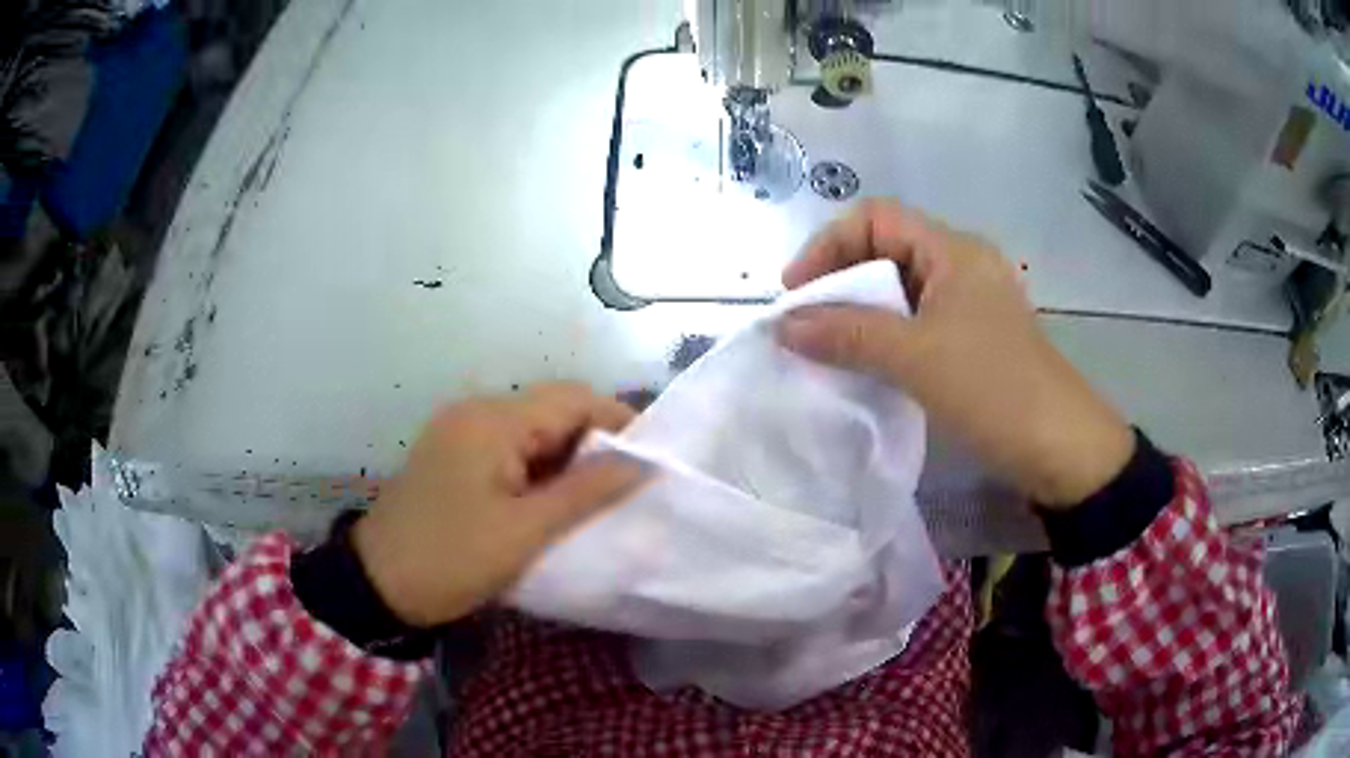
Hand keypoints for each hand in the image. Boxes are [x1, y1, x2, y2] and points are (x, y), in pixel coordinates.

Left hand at [352, 383, 644, 626]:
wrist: (378, 584)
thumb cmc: (452, 559)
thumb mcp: (524, 532)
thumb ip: (586, 492)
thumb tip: (644, 464)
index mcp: (492, 421)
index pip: (572, 399)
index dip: (618, 423)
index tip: (650, 463)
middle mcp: (476, 412)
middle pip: (552, 410)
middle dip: (594, 443)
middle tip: (626, 487)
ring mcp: (460, 432)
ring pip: (532, 431)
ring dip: (566, 458)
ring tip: (596, 499)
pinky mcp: (453, 455)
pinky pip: (509, 448)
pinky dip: (539, 469)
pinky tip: (552, 501)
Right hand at [777, 199, 1133, 507]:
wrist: (1062, 449)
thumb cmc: (994, 389)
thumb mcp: (916, 358)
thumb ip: (847, 335)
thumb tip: (783, 325)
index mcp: (953, 250)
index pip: (875, 218)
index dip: (828, 245)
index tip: (796, 294)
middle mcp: (961, 265)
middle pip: (885, 251)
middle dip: (838, 281)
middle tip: (804, 326)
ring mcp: (970, 304)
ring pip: (899, 292)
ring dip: (859, 314)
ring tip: (825, 349)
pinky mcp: (973, 340)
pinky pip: (916, 324)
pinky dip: (884, 338)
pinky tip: (864, 366)